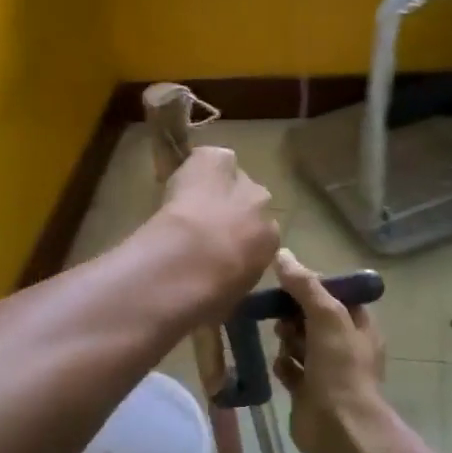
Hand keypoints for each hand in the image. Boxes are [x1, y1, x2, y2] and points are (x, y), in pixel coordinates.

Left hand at [153, 147, 279, 315]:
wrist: (193, 262)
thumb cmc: (212, 292)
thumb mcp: (230, 295)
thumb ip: (231, 282)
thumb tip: (219, 290)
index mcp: (270, 243)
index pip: (260, 235)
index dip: (237, 239)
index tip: (219, 247)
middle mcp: (263, 209)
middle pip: (251, 201)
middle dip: (231, 210)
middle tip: (204, 223)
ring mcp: (241, 183)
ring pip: (232, 176)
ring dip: (216, 186)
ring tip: (189, 200)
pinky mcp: (217, 161)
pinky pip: (212, 157)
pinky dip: (198, 164)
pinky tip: (181, 177)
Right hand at [273, 249, 386, 452]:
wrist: (339, 429)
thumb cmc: (340, 368)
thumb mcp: (327, 316)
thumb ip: (305, 286)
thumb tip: (282, 254)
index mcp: (358, 325)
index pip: (334, 294)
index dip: (312, 286)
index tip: (288, 282)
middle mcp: (344, 345)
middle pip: (312, 317)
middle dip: (295, 314)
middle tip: (282, 317)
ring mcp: (325, 369)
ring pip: (299, 342)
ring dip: (287, 339)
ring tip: (281, 340)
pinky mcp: (306, 390)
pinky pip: (289, 368)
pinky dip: (283, 365)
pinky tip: (280, 366)